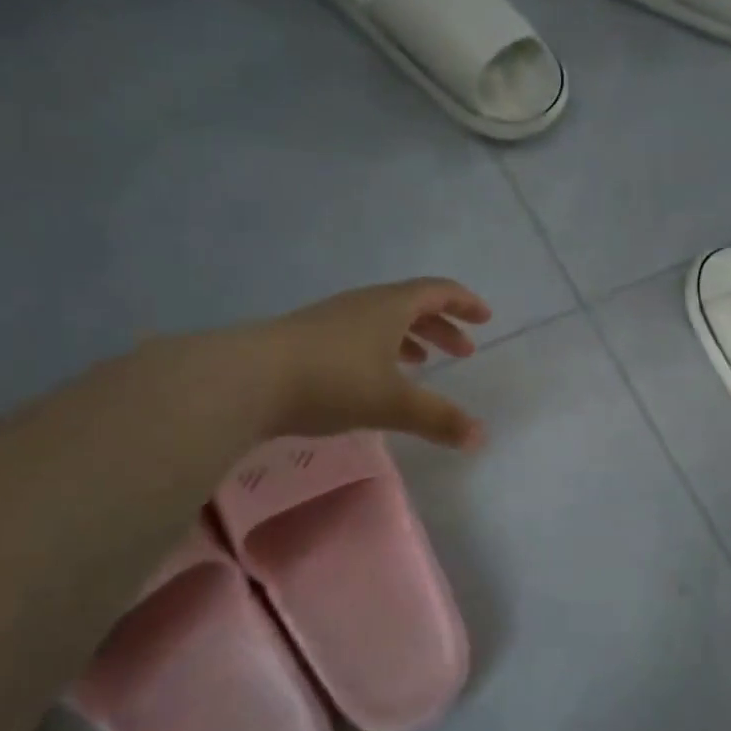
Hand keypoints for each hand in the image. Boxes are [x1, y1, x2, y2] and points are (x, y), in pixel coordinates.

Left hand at [256, 278, 492, 448]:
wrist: (246, 379)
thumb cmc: (332, 381)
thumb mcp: (393, 403)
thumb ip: (438, 419)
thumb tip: (481, 438)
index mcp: (390, 307)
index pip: (437, 292)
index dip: (464, 303)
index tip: (485, 318)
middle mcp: (363, 305)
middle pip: (412, 305)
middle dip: (442, 327)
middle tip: (463, 351)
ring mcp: (331, 321)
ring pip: (383, 322)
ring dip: (411, 339)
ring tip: (424, 364)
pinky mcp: (307, 341)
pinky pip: (359, 337)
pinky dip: (381, 351)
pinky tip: (375, 378)